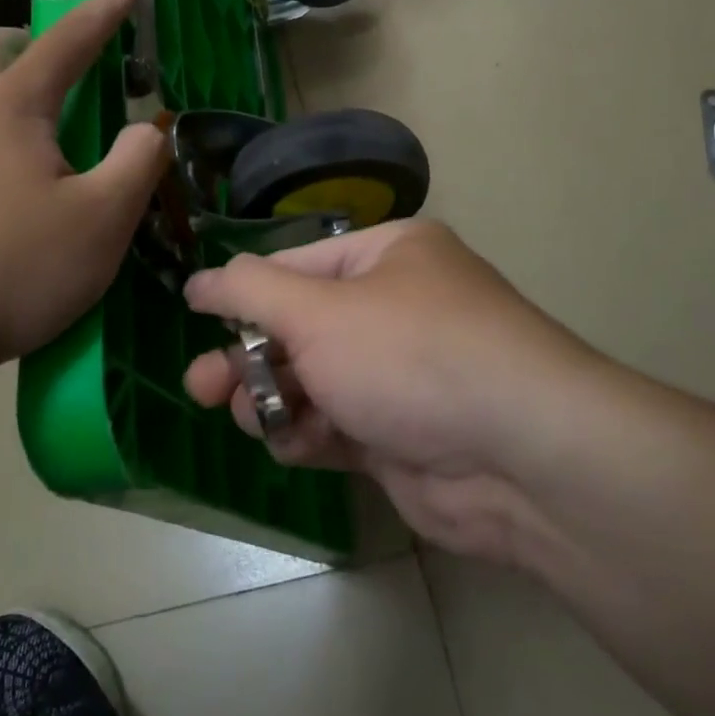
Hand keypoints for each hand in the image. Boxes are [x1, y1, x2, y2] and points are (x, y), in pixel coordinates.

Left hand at [0, 0, 168, 389]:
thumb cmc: (9, 271)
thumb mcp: (101, 222)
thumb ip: (138, 162)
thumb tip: (148, 127)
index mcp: (10, 106)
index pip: (71, 38)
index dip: (110, 4)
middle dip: (36, 49)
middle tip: (71, 86)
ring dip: (6, 104)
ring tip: (38, 159)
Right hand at [181, 219, 604, 564]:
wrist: (521, 458)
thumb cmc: (410, 355)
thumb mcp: (319, 311)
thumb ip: (248, 292)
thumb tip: (198, 280)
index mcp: (387, 256)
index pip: (294, 266)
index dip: (242, 292)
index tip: (193, 316)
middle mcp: (395, 308)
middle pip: (299, 327)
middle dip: (249, 356)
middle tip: (201, 388)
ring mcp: (399, 374)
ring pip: (312, 381)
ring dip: (274, 398)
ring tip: (251, 416)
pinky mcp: (400, 434)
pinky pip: (335, 425)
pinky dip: (308, 434)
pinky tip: (292, 445)